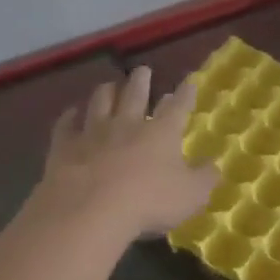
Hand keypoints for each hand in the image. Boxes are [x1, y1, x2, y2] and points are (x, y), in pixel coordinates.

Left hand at [32, 67, 218, 241]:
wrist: (89, 210)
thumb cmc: (148, 201)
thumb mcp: (190, 196)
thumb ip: (204, 178)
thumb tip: (214, 165)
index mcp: (161, 132)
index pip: (177, 107)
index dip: (185, 94)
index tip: (189, 81)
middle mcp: (128, 123)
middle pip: (135, 94)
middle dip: (141, 80)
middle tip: (142, 70)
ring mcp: (94, 132)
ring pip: (100, 101)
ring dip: (106, 91)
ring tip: (109, 85)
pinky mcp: (65, 146)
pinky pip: (66, 125)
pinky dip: (69, 117)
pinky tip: (70, 114)